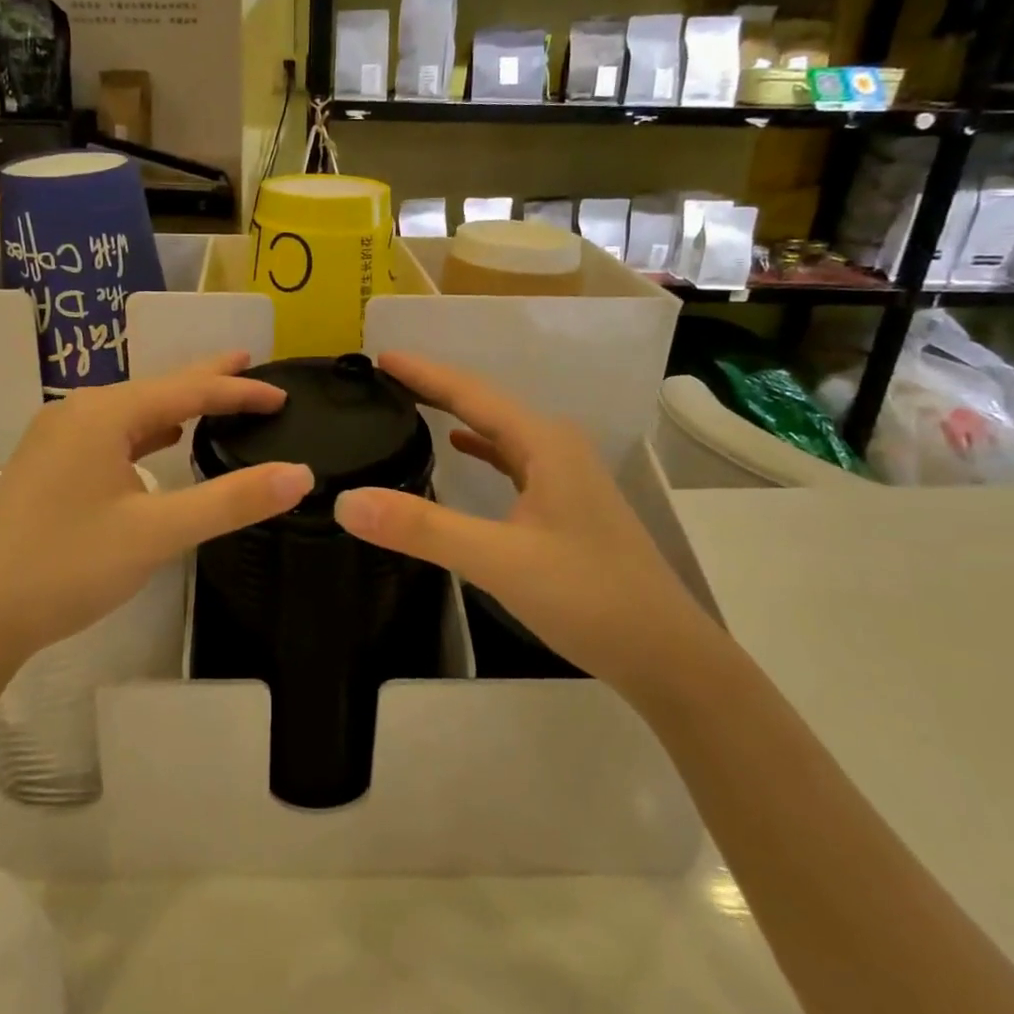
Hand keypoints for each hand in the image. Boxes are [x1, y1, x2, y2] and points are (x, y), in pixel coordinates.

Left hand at [0, 353, 312, 669]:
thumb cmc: (66, 566)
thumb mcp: (157, 533)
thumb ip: (230, 501)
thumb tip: (299, 474)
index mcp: (103, 414)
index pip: (188, 389)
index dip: (239, 391)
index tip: (283, 396)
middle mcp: (77, 412)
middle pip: (157, 387)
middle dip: (206, 379)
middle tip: (250, 364)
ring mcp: (56, 437)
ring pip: (131, 411)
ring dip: (175, 405)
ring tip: (212, 401)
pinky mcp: (48, 465)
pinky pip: (110, 434)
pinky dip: (145, 432)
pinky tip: (159, 443)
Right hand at [331, 352, 716, 699]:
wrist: (667, 655)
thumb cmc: (588, 598)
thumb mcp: (498, 561)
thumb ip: (422, 528)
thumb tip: (346, 502)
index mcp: (544, 443)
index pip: (470, 393)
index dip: (423, 373)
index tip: (379, 358)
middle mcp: (557, 447)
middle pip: (485, 404)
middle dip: (434, 388)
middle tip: (384, 378)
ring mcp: (566, 476)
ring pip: (500, 431)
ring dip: (456, 413)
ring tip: (411, 404)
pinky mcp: (566, 505)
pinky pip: (512, 459)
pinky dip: (481, 448)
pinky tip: (460, 450)